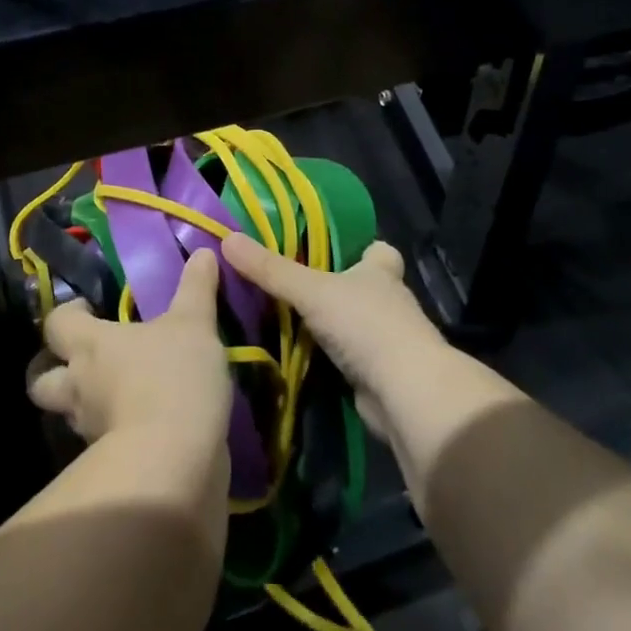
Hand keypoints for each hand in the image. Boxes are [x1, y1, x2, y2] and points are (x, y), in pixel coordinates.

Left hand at [28, 249, 232, 452]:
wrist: (174, 460)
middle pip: (42, 380)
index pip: (56, 324)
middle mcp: (80, 386)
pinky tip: (142, 425)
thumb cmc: (173, 377)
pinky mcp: (109, 462)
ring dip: (84, 404)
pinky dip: (113, 433)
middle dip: (54, 370)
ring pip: (70, 413)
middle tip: (85, 361)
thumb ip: (197, 288)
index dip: (66, 315)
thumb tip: (204, 252)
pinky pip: (101, 442)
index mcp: (91, 346)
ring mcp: (90, 429)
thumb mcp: (194, 324)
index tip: (87, 309)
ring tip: (116, 394)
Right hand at [221, 234, 452, 438]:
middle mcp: (389, 301)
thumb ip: (270, 269)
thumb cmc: (365, 325)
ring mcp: (387, 339)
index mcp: (380, 272)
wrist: (404, 392)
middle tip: (292, 284)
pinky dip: (331, 357)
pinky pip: (349, 357)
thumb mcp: (310, 291)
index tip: (332, 250)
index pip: (379, 251)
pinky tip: (301, 356)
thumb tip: (226, 238)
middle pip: (363, 287)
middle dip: (336, 287)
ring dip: (331, 324)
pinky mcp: (379, 373)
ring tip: (286, 318)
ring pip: (355, 323)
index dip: (361, 248)